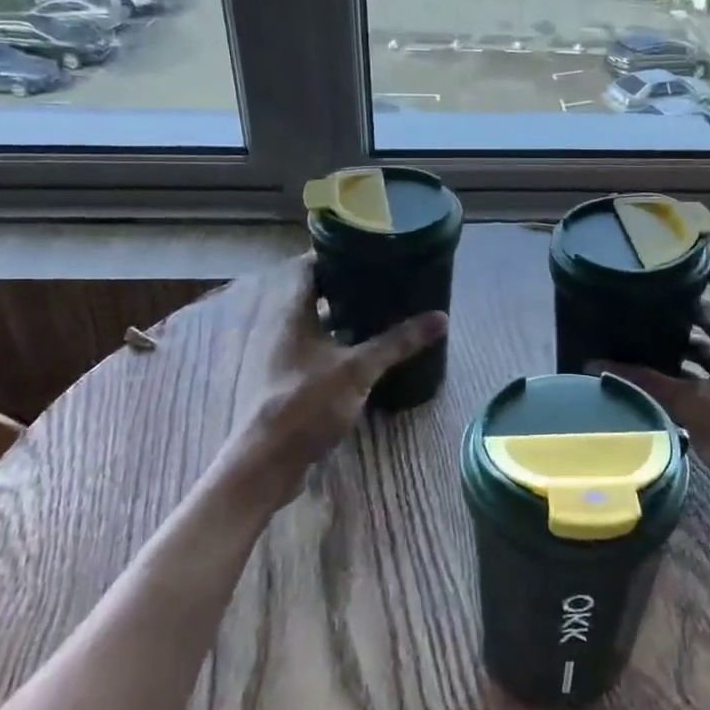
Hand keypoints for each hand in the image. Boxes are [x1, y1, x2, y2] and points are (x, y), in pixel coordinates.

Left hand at [214, 255, 447, 512]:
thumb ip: (397, 342)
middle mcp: (285, 330)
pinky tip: (367, 352)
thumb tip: (440, 318)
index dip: (331, 254)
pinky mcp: (292, 382)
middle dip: (346, 285)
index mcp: (293, 314)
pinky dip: (341, 344)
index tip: (365, 247)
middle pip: (314, 295)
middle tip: (383, 278)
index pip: (307, 268)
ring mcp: (286, 358)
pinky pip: (319, 351)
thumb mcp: (358, 369)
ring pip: (318, 325)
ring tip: (382, 310)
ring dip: (344, 316)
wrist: (268, 462)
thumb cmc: (306, 403)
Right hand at [592, 256, 709, 537]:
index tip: (668, 251)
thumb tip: (595, 363)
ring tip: (640, 328)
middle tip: (640, 292)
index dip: (704, 261)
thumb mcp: (693, 406)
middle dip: (680, 300)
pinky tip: (657, 373)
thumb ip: (646, 382)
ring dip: (682, 337)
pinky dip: (687, 368)